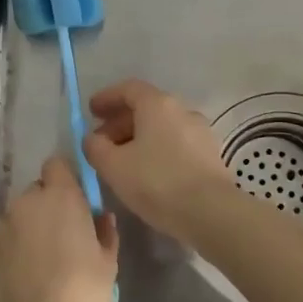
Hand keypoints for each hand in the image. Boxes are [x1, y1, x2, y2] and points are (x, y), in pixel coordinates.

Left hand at [0, 157, 118, 301]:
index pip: (57, 165)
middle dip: (46, 209)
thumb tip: (101, 217)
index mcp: (60, 196)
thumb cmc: (80, 294)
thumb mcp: (108, 264)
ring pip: (16, 219)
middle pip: (36, 193)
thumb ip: (105, 232)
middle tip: (60, 241)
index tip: (74, 203)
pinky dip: (8, 256)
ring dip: (26, 232)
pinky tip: (18, 284)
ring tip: (37, 268)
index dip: (65, 180)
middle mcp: (25, 202)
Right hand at [84, 79, 240, 245]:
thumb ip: (96, 147)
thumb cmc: (157, 182)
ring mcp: (200, 132)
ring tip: (123, 161)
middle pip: (146, 108)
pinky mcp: (210, 154)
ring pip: (162, 127)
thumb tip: (93, 139)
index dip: (107, 98)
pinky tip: (148, 172)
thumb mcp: (114, 166)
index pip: (129, 89)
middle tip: (102, 142)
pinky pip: (176, 143)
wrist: (211, 212)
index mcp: (158, 104)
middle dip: (120, 122)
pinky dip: (158, 149)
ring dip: (139, 138)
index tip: (91, 111)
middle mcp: (182, 110)